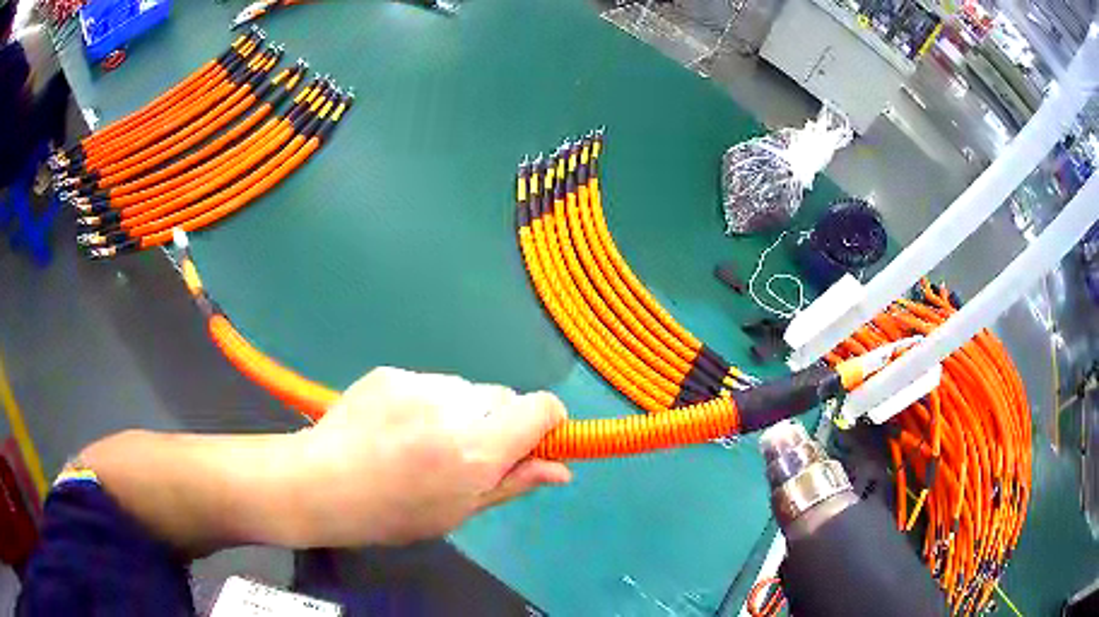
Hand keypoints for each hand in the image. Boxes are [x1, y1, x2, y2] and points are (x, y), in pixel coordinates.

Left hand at [291, 367, 570, 545]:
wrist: (320, 484)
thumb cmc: (392, 514)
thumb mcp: (459, 511)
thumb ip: (514, 483)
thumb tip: (561, 469)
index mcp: (476, 448)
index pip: (542, 407)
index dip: (546, 423)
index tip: (531, 445)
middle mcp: (454, 406)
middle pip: (504, 396)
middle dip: (497, 422)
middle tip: (463, 455)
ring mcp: (419, 382)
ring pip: (466, 390)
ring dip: (461, 412)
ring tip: (421, 442)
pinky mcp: (392, 371)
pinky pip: (430, 383)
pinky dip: (427, 403)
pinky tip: (396, 428)